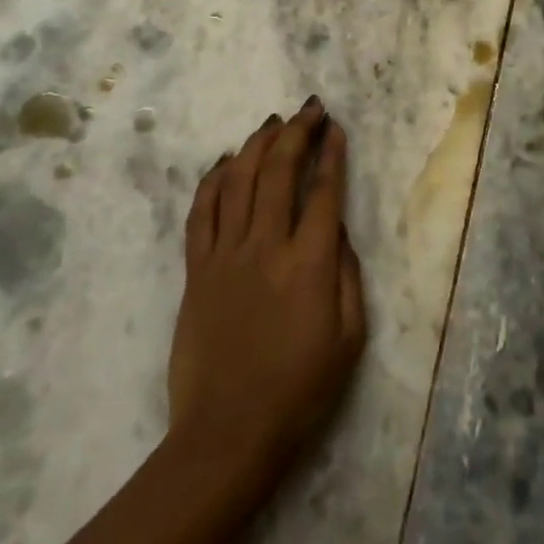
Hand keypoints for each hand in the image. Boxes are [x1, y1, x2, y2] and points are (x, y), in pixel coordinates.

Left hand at [167, 100, 365, 496]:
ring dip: (256, 145)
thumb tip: (337, 229)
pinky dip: (212, 180)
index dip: (331, 153)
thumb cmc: (300, 390)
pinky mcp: (195, 271)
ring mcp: (225, 256)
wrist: (228, 434)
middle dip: (296, 132)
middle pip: (278, 171)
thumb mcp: (349, 336)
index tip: (335, 126)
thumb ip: (347, 274)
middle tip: (308, 109)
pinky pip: (201, 213)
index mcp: (309, 263)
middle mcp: (266, 247)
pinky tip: (224, 162)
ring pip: (237, 181)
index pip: (323, 191)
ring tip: (272, 123)